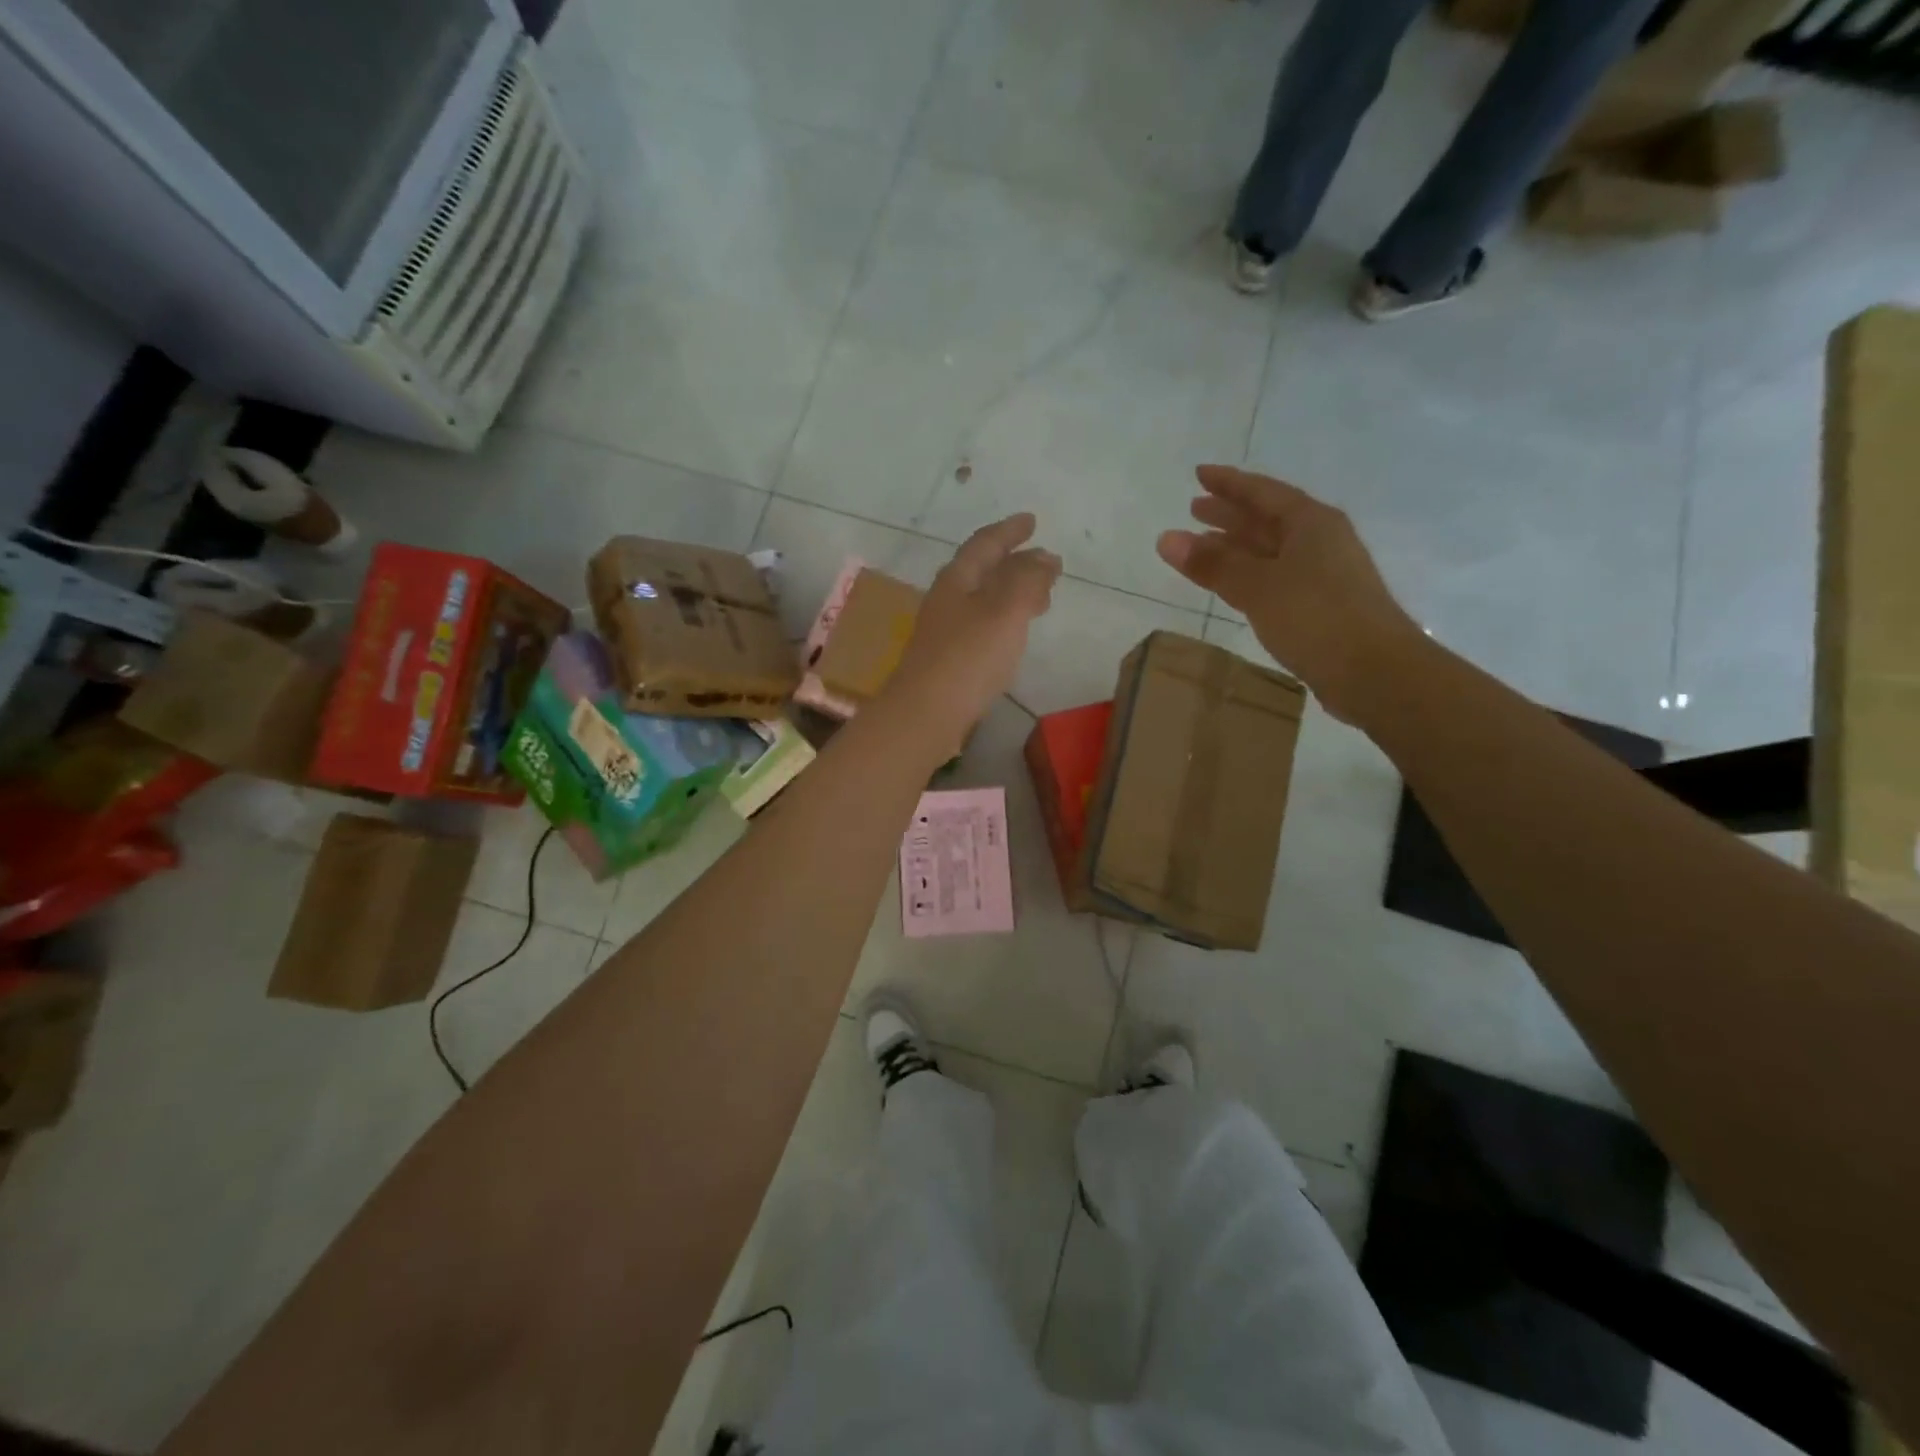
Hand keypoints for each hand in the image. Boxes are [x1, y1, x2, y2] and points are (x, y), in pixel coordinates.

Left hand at [883, 514, 1060, 751]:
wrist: (926, 714)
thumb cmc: (968, 657)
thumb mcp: (1006, 610)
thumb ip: (1028, 580)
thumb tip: (1045, 557)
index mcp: (957, 579)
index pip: (985, 543)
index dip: (1009, 531)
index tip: (1031, 521)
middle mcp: (947, 599)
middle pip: (983, 571)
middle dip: (1016, 563)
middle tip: (1046, 563)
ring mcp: (946, 631)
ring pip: (985, 600)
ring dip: (1013, 592)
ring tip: (1042, 598)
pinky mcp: (950, 659)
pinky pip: (983, 626)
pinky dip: (1006, 620)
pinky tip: (1015, 635)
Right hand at [1156, 465, 1418, 722]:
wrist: (1375, 672)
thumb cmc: (1316, 618)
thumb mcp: (1258, 587)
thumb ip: (1212, 564)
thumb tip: (1166, 538)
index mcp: (1310, 523)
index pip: (1262, 492)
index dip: (1229, 483)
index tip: (1198, 474)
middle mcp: (1319, 541)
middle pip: (1267, 519)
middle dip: (1230, 514)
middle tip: (1193, 509)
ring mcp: (1321, 575)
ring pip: (1269, 551)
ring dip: (1235, 547)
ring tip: (1201, 546)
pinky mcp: (1319, 606)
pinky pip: (1273, 578)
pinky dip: (1247, 575)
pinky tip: (1232, 585)